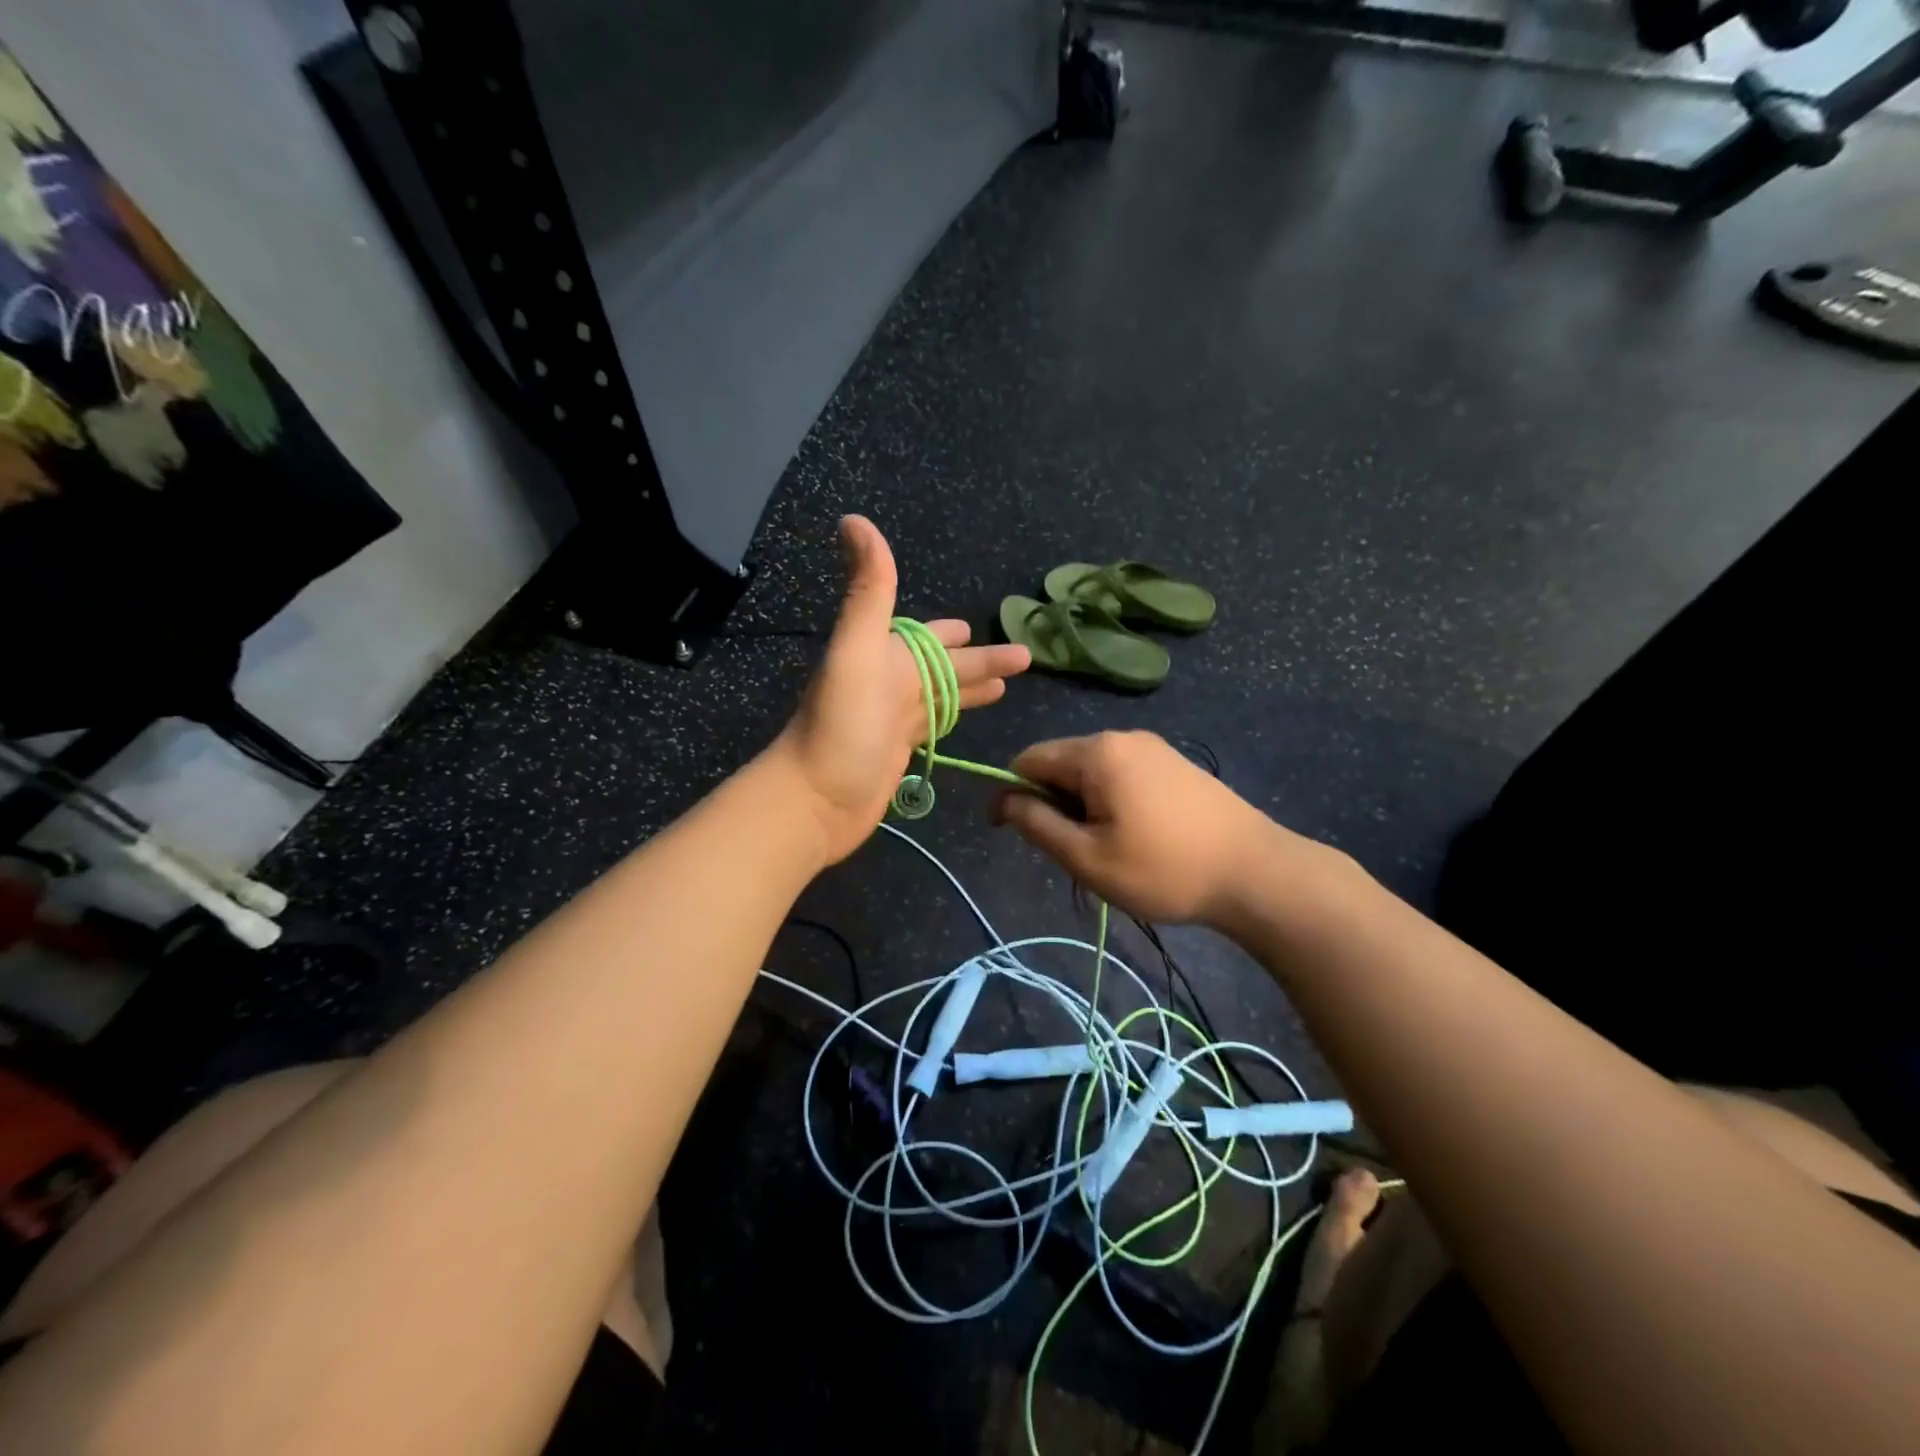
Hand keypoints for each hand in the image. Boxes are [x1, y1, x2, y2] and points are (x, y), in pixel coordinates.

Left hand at [774, 516, 1029, 862]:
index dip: (951, 633)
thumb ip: (869, 590)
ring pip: (942, 695)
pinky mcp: (898, 753)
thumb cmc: (842, 726)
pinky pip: (933, 725)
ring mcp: (893, 720)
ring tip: (1009, 684)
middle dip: (978, 659)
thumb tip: (854, 518)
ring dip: (972, 686)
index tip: (978, 626)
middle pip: (944, 666)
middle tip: (1022, 656)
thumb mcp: (857, 650)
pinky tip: (967, 719)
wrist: (816, 800)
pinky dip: (954, 717)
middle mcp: (889, 682)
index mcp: (884, 655)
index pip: (926, 637)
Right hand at [995, 731, 1304, 925]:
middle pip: (1061, 762)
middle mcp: (1122, 737)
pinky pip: (1122, 774)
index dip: (1011, 794)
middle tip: (1072, 853)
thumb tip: (1004, 801)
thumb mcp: (1088, 857)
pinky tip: (1135, 836)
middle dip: (1052, 803)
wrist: (1256, 872)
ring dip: (1082, 805)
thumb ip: (1037, 825)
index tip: (1012, 834)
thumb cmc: (1164, 869)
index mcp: (1096, 752)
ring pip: (1092, 771)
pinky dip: (1110, 801)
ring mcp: (1154, 747)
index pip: (1028, 759)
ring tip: (1106, 850)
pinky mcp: (1175, 763)